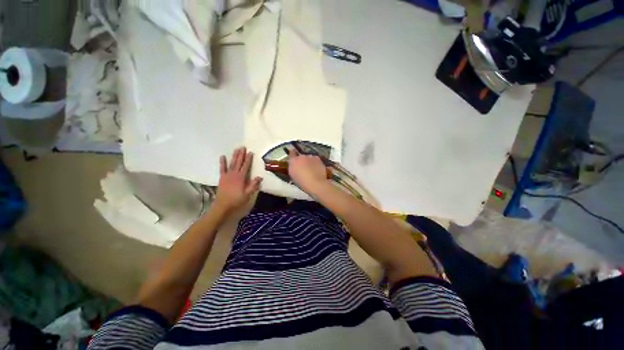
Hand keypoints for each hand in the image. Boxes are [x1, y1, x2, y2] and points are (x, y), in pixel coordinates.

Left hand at [215, 147, 262, 211]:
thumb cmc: (236, 200)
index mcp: (241, 178)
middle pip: (238, 162)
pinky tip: (222, 156)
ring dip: (234, 156)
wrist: (222, 205)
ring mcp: (227, 175)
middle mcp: (234, 174)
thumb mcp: (248, 194)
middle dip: (241, 154)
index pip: (246, 166)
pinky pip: (222, 168)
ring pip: (231, 163)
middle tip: (243, 147)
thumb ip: (253, 185)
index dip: (248, 159)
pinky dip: (222, 162)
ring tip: (236, 149)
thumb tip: (260, 177)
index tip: (251, 152)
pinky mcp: (222, 178)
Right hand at [288, 149, 328, 193]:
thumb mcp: (293, 176)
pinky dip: (315, 163)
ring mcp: (310, 156)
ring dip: (309, 162)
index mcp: (293, 161)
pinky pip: (315, 160)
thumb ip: (293, 168)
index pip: (291, 153)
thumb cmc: (302, 182)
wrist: (315, 182)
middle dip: (302, 161)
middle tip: (304, 167)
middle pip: (301, 156)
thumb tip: (295, 166)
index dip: (293, 154)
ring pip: (309, 158)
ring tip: (311, 169)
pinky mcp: (318, 159)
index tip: (294, 156)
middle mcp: (301, 156)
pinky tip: (317, 169)